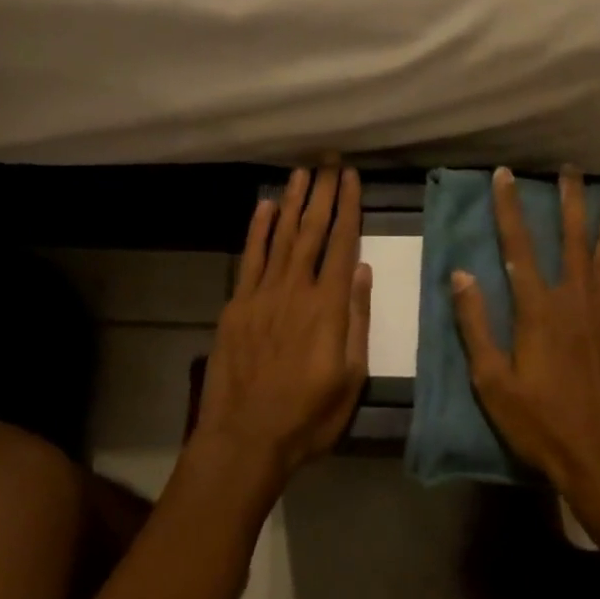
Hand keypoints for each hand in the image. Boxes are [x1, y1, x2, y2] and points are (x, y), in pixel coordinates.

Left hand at [196, 165, 371, 487]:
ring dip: (292, 202)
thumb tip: (362, 270)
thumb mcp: (351, 376)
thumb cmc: (308, 415)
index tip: (352, 178)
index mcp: (328, 305)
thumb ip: (357, 319)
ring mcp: (262, 293)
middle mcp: (296, 288)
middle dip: (322, 192)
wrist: (245, 437)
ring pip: (281, 236)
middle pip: (312, 230)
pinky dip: (257, 229)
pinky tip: (264, 206)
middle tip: (329, 160)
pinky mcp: (237, 304)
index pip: (342, 243)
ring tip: (302, 172)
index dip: (348, 207)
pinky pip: (250, 257)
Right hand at [451, 167, 599, 526]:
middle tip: (570, 168)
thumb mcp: (493, 382)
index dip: (510, 208)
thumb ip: (476, 326)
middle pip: (571, 239)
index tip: (505, 175)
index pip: (518, 247)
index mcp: (538, 310)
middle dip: (569, 201)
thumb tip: (460, 275)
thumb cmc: (542, 425)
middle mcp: (575, 301)